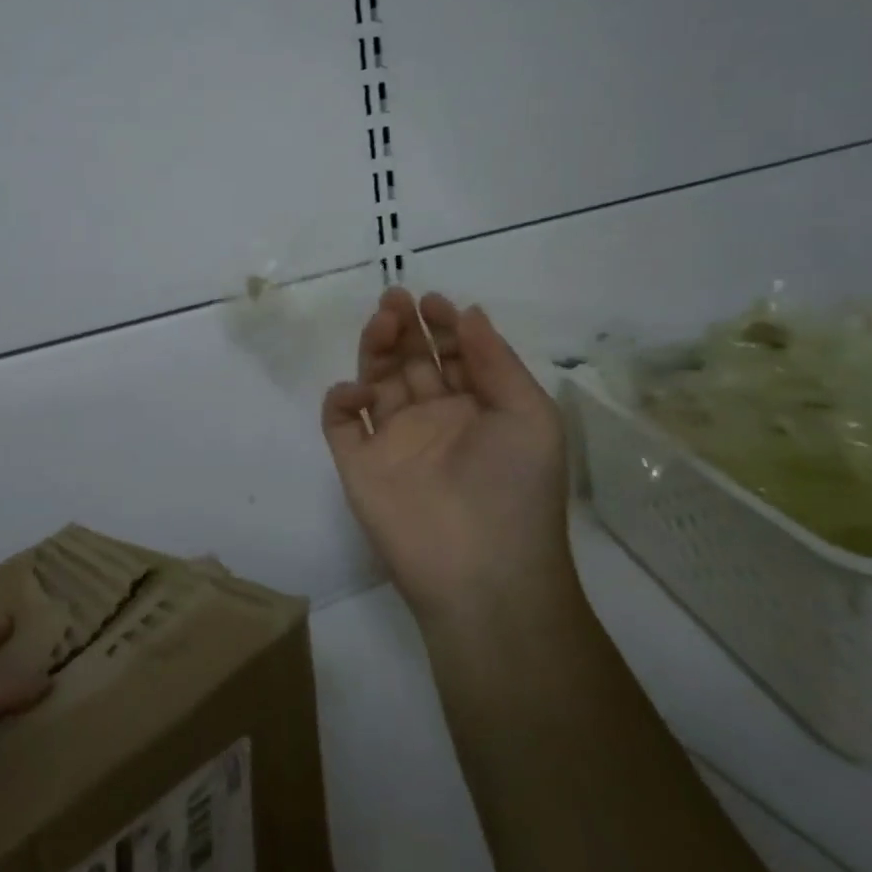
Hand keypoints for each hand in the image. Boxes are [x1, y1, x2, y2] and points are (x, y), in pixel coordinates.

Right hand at [322, 288, 573, 626]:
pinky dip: (342, 399)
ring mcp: (393, 441)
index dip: (443, 326)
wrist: (482, 570)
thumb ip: (496, 360)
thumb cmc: (515, 487)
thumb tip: (469, 312)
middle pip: (411, 361)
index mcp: (476, 409)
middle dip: (405, 327)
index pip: (453, 355)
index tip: (433, 301)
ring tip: (382, 323)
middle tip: (395, 300)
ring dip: (375, 349)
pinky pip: (341, 423)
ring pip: (375, 381)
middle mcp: (433, 419)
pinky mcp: (359, 464)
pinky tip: (360, 392)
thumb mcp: (529, 415)